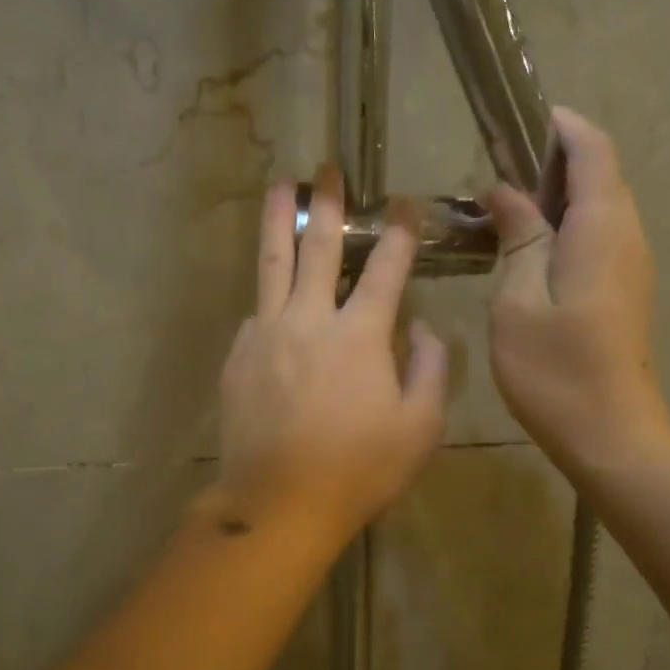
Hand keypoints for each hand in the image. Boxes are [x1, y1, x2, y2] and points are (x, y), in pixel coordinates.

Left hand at [215, 168, 448, 546]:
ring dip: (278, 221)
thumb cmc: (358, 469)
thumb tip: (422, 328)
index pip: (386, 268)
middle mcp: (310, 320)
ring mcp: (267, 335)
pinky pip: (257, 314)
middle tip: (327, 168)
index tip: (405, 204)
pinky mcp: (239, 356)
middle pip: (319, 248)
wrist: (279, 502)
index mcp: (360, 335)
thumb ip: (430, 369)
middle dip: (327, 203)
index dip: (399, 232)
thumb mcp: (420, 427)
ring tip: (279, 185)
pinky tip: (274, 297)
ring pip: (272, 265)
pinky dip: (270, 298)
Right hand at [484, 109, 669, 492]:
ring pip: (598, 207)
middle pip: (599, 174)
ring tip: (501, 207)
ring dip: (555, 195)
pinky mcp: (624, 290)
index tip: (515, 119)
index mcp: (601, 228)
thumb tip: (506, 189)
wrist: (611, 435)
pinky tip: (525, 249)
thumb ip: (518, 237)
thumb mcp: (519, 300)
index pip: (592, 150)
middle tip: (493, 168)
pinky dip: (564, 226)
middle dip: (552, 159)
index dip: (560, 126)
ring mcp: (630, 265)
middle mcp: (627, 236)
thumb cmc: (556, 369)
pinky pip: (597, 237)